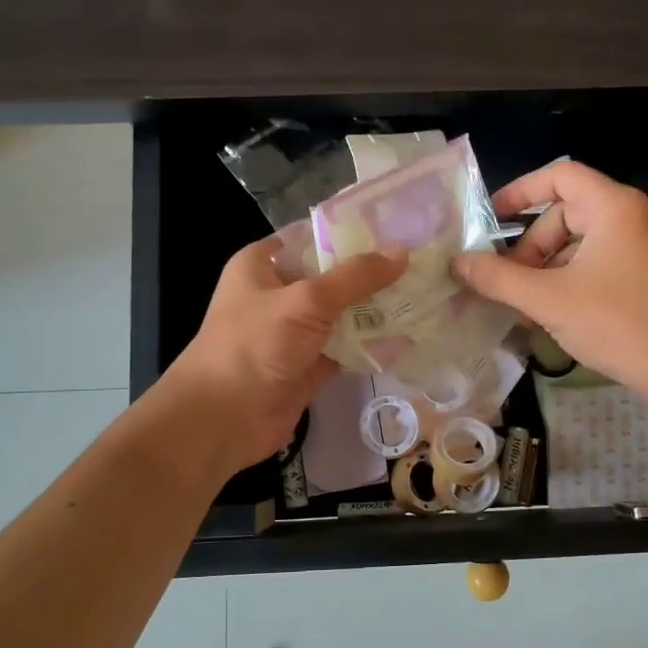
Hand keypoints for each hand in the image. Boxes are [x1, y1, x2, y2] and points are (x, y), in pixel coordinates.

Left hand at [166, 237, 407, 472]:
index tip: (395, 228)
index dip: (350, 232)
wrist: (223, 419)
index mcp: (262, 265)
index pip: (311, 237)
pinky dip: (370, 346)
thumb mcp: (306, 301)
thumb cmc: (255, 345)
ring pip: (341, 315)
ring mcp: (293, 333)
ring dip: (375, 310)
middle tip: (421, 263)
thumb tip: (401, 252)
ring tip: (424, 295)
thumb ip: (355, 277)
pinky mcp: (307, 367)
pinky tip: (408, 336)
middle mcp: (277, 294)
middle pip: (331, 277)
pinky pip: (344, 349)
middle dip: (371, 274)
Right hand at [453, 161, 647, 405]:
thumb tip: (458, 262)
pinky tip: (557, 314)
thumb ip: (498, 278)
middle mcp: (636, 216)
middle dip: (531, 245)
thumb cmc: (617, 323)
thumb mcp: (548, 299)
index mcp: (614, 207)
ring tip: (527, 306)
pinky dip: (573, 279)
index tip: (489, 218)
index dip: (519, 191)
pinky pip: (603, 262)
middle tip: (509, 281)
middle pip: (568, 213)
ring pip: (583, 242)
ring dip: (548, 267)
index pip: (560, 175)